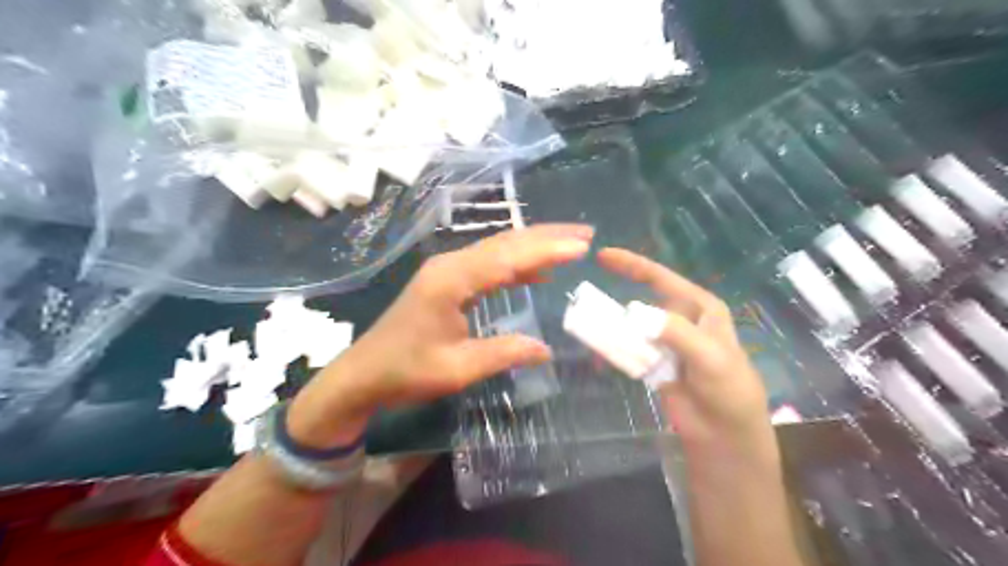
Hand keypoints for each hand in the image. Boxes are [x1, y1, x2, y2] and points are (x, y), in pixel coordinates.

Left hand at [287, 224, 590, 448]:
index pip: (509, 257)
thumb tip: (545, 350)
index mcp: (452, 280)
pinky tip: (537, 270)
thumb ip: (503, 353)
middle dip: (547, 237)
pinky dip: (516, 264)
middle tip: (585, 235)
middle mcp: (450, 265)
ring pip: (498, 249)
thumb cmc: (406, 372)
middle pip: (505, 243)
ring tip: (571, 244)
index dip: (548, 249)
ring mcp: (447, 270)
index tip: (582, 246)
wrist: (362, 374)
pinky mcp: (447, 281)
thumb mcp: (457, 369)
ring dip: (534, 246)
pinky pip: (488, 264)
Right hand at [597, 248, 778, 463]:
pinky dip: (614, 349)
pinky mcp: (654, 363)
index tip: (602, 256)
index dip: (632, 264)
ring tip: (586, 324)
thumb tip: (635, 313)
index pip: (661, 278)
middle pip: (642, 301)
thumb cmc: (727, 389)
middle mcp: (681, 320)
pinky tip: (598, 349)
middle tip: (586, 301)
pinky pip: (629, 349)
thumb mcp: (709, 356)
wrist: (725, 433)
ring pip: (632, 326)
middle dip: (616, 300)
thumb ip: (676, 332)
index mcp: (699, 307)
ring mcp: (666, 342)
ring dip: (611, 326)